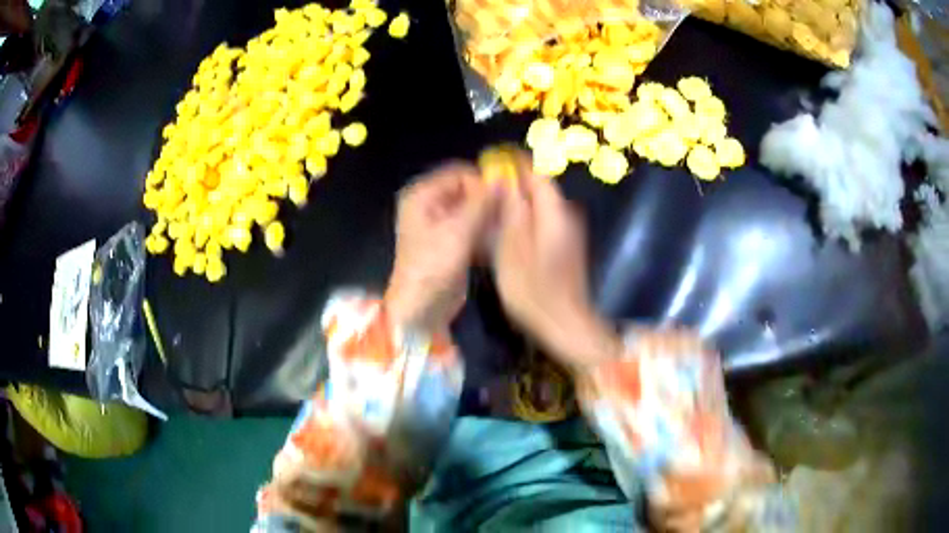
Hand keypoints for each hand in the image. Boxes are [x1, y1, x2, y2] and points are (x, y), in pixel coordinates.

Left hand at [385, 162, 494, 331]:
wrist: (421, 307)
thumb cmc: (433, 265)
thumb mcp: (458, 230)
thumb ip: (482, 202)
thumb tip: (505, 177)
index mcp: (422, 195)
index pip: (459, 174)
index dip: (482, 182)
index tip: (506, 195)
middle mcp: (429, 205)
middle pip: (466, 191)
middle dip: (488, 201)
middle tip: (511, 212)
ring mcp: (439, 225)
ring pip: (472, 210)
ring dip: (489, 217)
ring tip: (507, 227)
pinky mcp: (450, 243)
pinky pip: (471, 228)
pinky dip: (484, 232)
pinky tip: (498, 241)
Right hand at [492, 154, 620, 369]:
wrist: (566, 326)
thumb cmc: (535, 291)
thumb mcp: (513, 250)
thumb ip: (512, 211)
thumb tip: (506, 181)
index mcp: (555, 213)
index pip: (537, 174)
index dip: (516, 165)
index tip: (494, 160)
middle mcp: (567, 216)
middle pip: (540, 190)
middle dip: (514, 184)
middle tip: (486, 189)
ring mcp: (569, 233)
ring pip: (541, 207)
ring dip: (519, 204)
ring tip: (492, 210)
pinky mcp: (565, 248)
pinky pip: (544, 223)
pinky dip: (526, 221)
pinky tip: (508, 233)